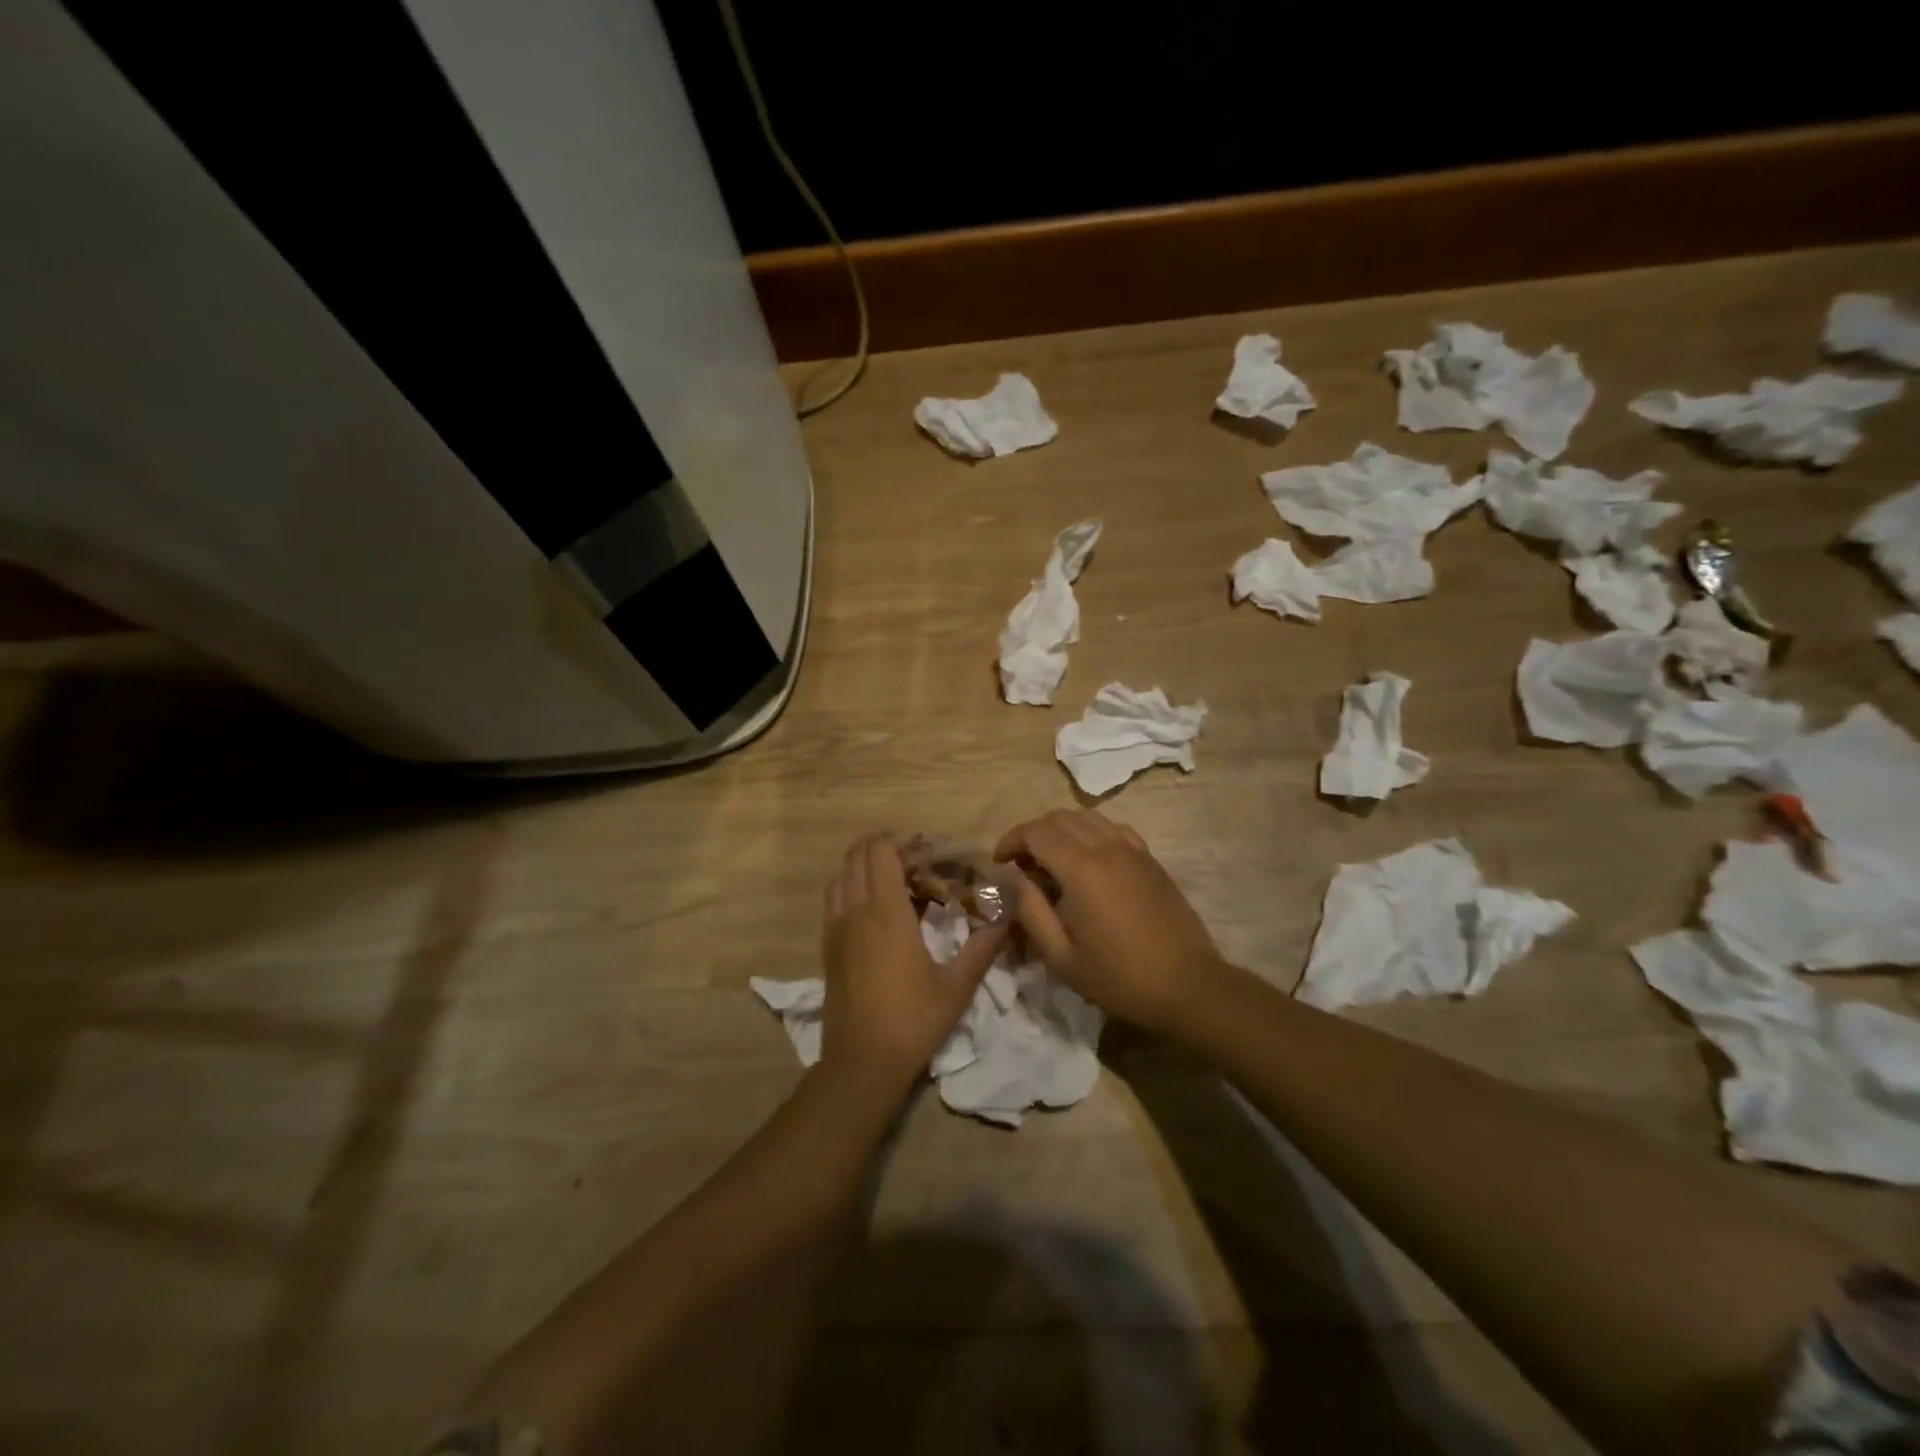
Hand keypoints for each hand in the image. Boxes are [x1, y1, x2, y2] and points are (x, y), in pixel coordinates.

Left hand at [821, 835, 1007, 1097]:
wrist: (861, 1063)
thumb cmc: (913, 1021)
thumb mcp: (957, 986)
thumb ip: (982, 947)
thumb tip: (1008, 917)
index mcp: (886, 912)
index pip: (880, 851)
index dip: (902, 840)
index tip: (928, 849)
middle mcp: (855, 910)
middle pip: (857, 855)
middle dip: (884, 846)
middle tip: (916, 860)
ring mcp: (836, 928)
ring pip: (841, 875)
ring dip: (864, 866)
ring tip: (894, 880)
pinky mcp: (827, 947)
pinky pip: (833, 899)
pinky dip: (851, 888)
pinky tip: (875, 910)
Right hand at [995, 810, 1222, 1032]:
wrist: (1187, 985)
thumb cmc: (1119, 977)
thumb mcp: (1062, 956)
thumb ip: (1030, 911)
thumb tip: (1012, 878)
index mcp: (1081, 869)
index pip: (1036, 832)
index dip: (1011, 840)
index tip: (999, 862)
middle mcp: (1106, 847)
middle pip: (1059, 818)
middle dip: (1032, 833)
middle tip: (1021, 864)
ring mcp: (1132, 850)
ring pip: (1087, 817)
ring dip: (1061, 830)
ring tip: (1051, 860)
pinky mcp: (1150, 859)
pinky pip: (1113, 828)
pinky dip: (1091, 833)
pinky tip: (1088, 860)